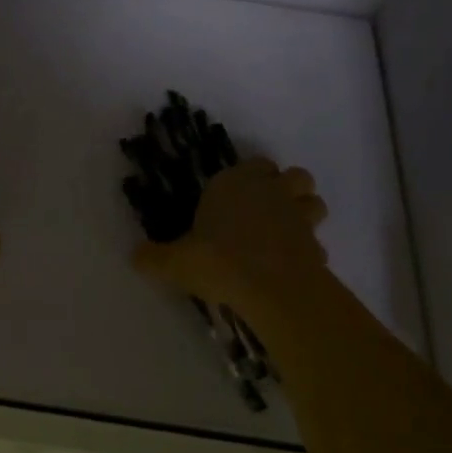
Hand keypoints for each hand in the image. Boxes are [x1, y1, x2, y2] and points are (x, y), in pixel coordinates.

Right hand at [134, 158, 330, 323]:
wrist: (271, 288)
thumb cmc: (219, 260)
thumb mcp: (176, 262)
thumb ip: (155, 257)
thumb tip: (134, 256)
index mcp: (235, 183)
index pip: (254, 164)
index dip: (250, 177)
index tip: (237, 196)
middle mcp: (271, 192)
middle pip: (295, 176)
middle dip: (287, 188)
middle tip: (268, 211)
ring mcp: (298, 218)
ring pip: (314, 203)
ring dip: (305, 214)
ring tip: (286, 235)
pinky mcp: (316, 246)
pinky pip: (316, 243)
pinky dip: (309, 252)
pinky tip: (292, 268)